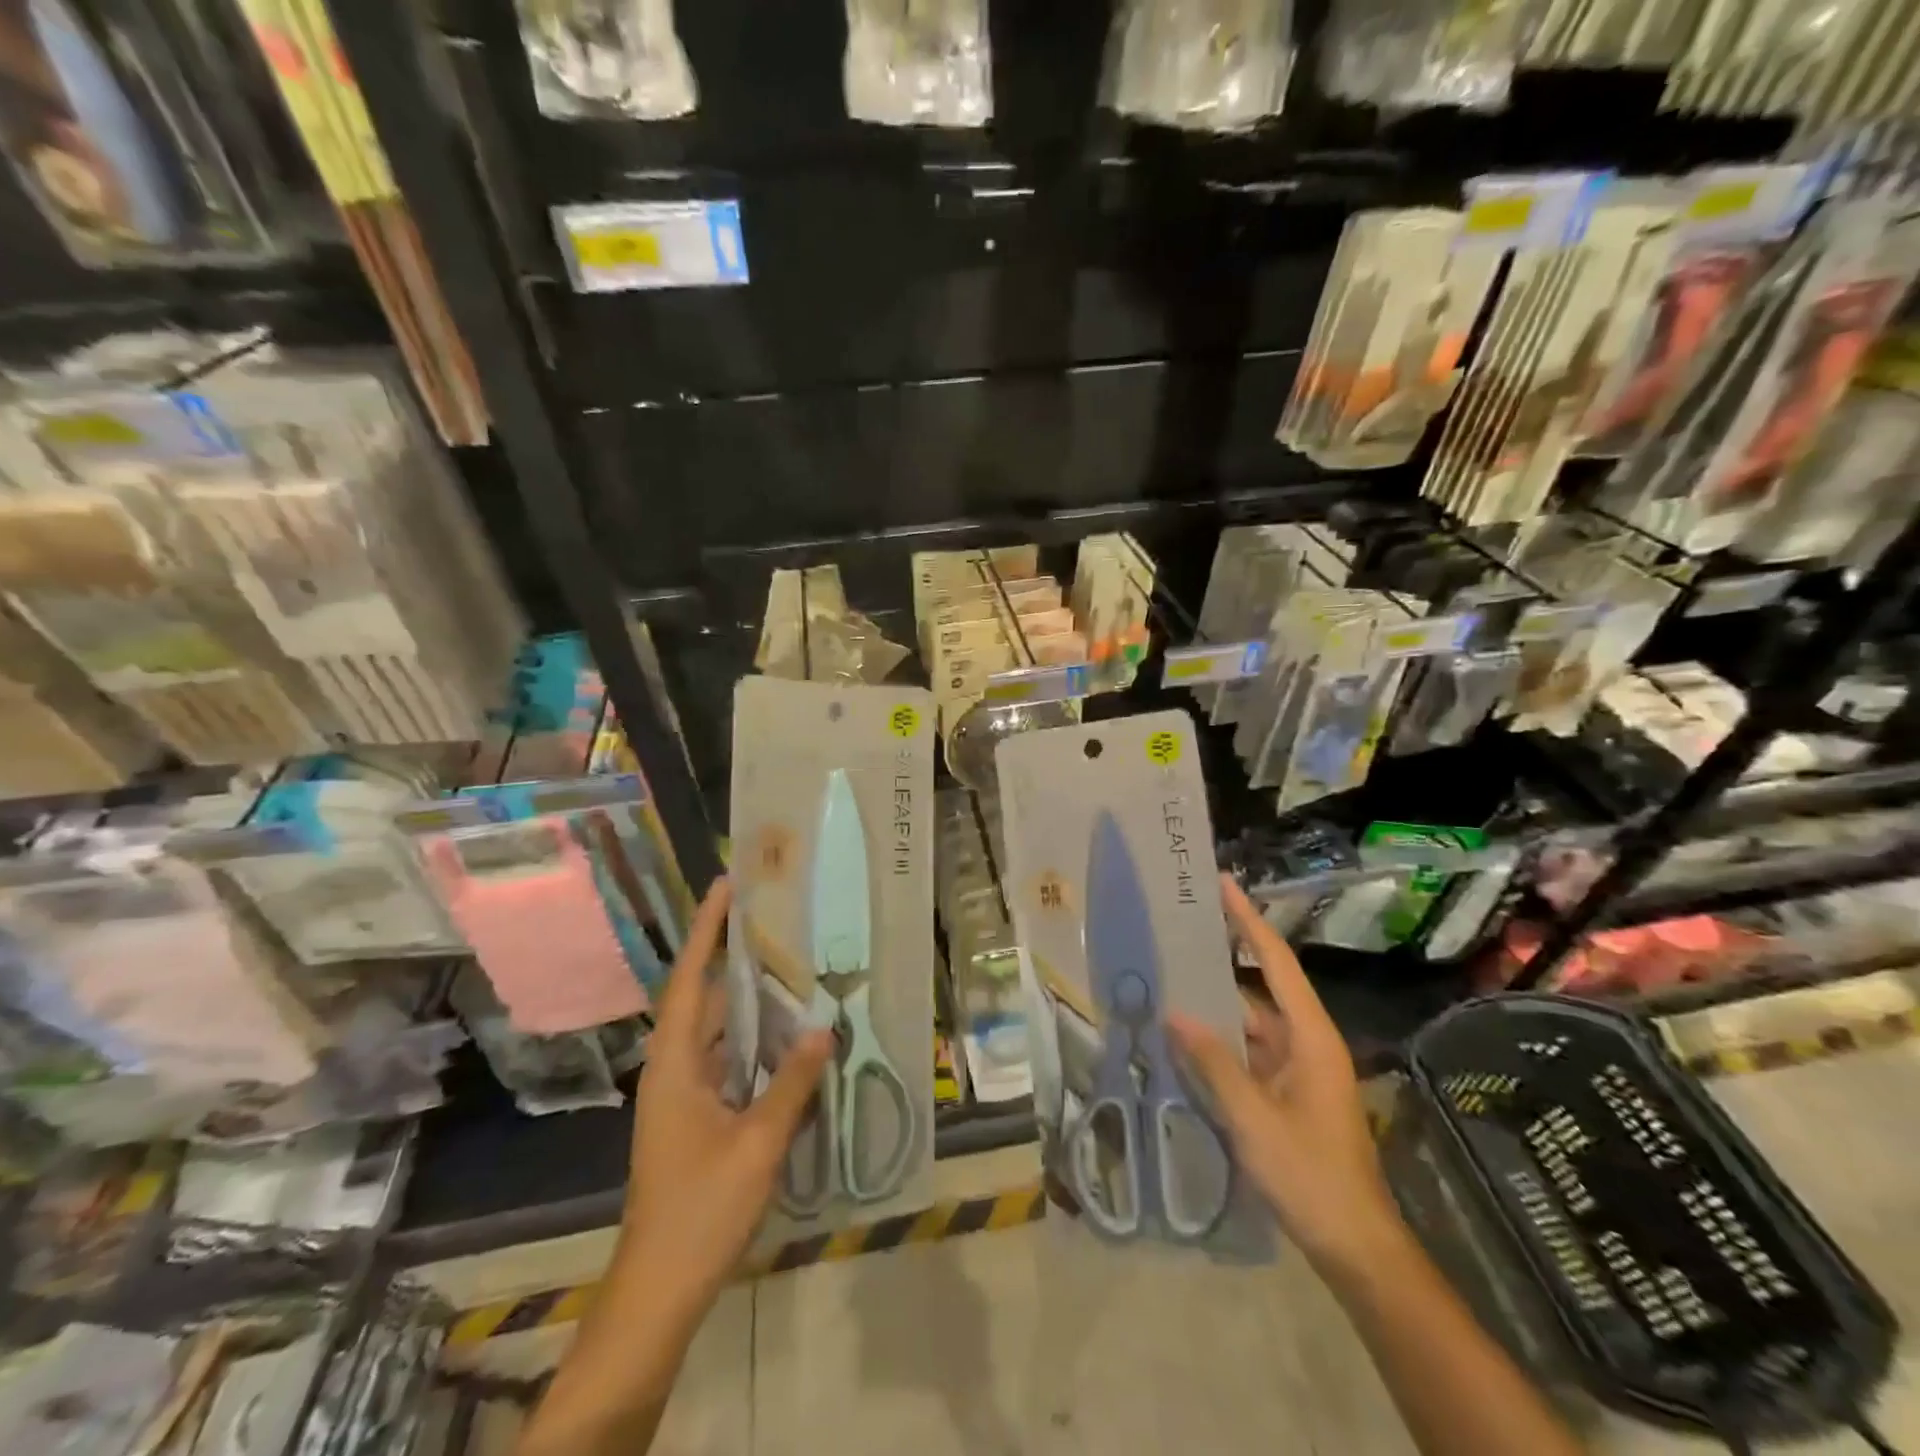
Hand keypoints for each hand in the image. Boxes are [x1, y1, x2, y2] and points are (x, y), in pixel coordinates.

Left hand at [617, 877, 832, 1318]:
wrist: (659, 1288)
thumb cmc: (701, 1209)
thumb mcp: (757, 1143)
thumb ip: (792, 1083)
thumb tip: (824, 1029)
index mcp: (674, 1065)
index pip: (690, 980)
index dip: (706, 931)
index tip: (726, 887)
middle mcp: (673, 1069)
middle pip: (704, 998)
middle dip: (733, 957)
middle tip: (774, 919)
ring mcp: (682, 1095)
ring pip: (717, 1031)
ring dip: (749, 1001)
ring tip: (789, 966)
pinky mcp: (696, 1117)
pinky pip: (727, 1061)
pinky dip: (754, 1041)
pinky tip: (788, 1037)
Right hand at [1170, 874, 1406, 1273]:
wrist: (1355, 1246)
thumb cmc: (1310, 1176)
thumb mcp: (1254, 1118)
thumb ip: (1214, 1062)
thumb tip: (1175, 1013)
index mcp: (1310, 1037)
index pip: (1276, 962)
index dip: (1249, 921)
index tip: (1224, 884)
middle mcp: (1306, 1042)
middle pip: (1261, 986)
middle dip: (1223, 957)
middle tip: (1181, 929)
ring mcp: (1298, 1069)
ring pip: (1250, 1022)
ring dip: (1215, 1004)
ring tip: (1168, 977)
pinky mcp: (1287, 1093)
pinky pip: (1248, 1052)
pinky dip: (1219, 1041)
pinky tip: (1184, 1037)